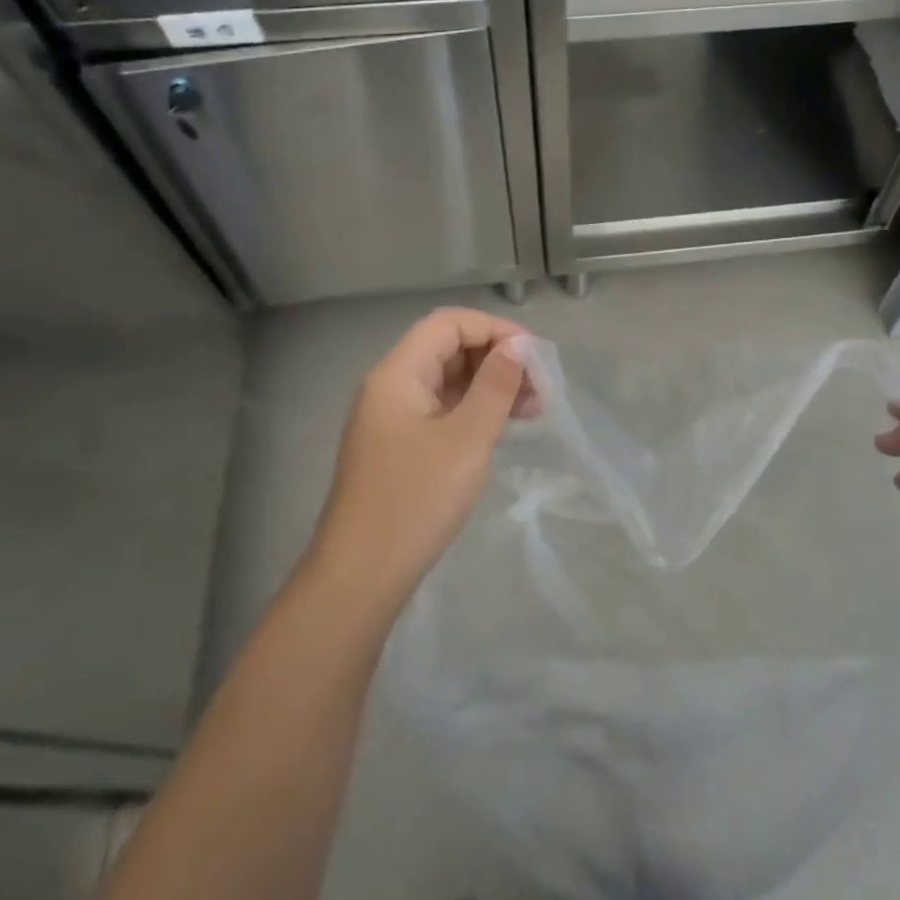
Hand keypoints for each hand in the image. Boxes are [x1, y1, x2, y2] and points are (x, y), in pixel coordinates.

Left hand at [306, 308, 536, 619]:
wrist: (361, 575)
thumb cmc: (416, 500)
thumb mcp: (467, 439)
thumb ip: (495, 385)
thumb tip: (518, 346)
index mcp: (398, 374)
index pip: (449, 324)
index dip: (495, 330)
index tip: (534, 357)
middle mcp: (390, 387)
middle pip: (448, 349)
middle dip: (496, 359)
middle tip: (539, 388)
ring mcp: (392, 418)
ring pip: (447, 381)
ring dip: (490, 386)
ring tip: (531, 409)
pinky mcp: (399, 446)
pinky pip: (441, 410)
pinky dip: (474, 410)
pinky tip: (501, 428)